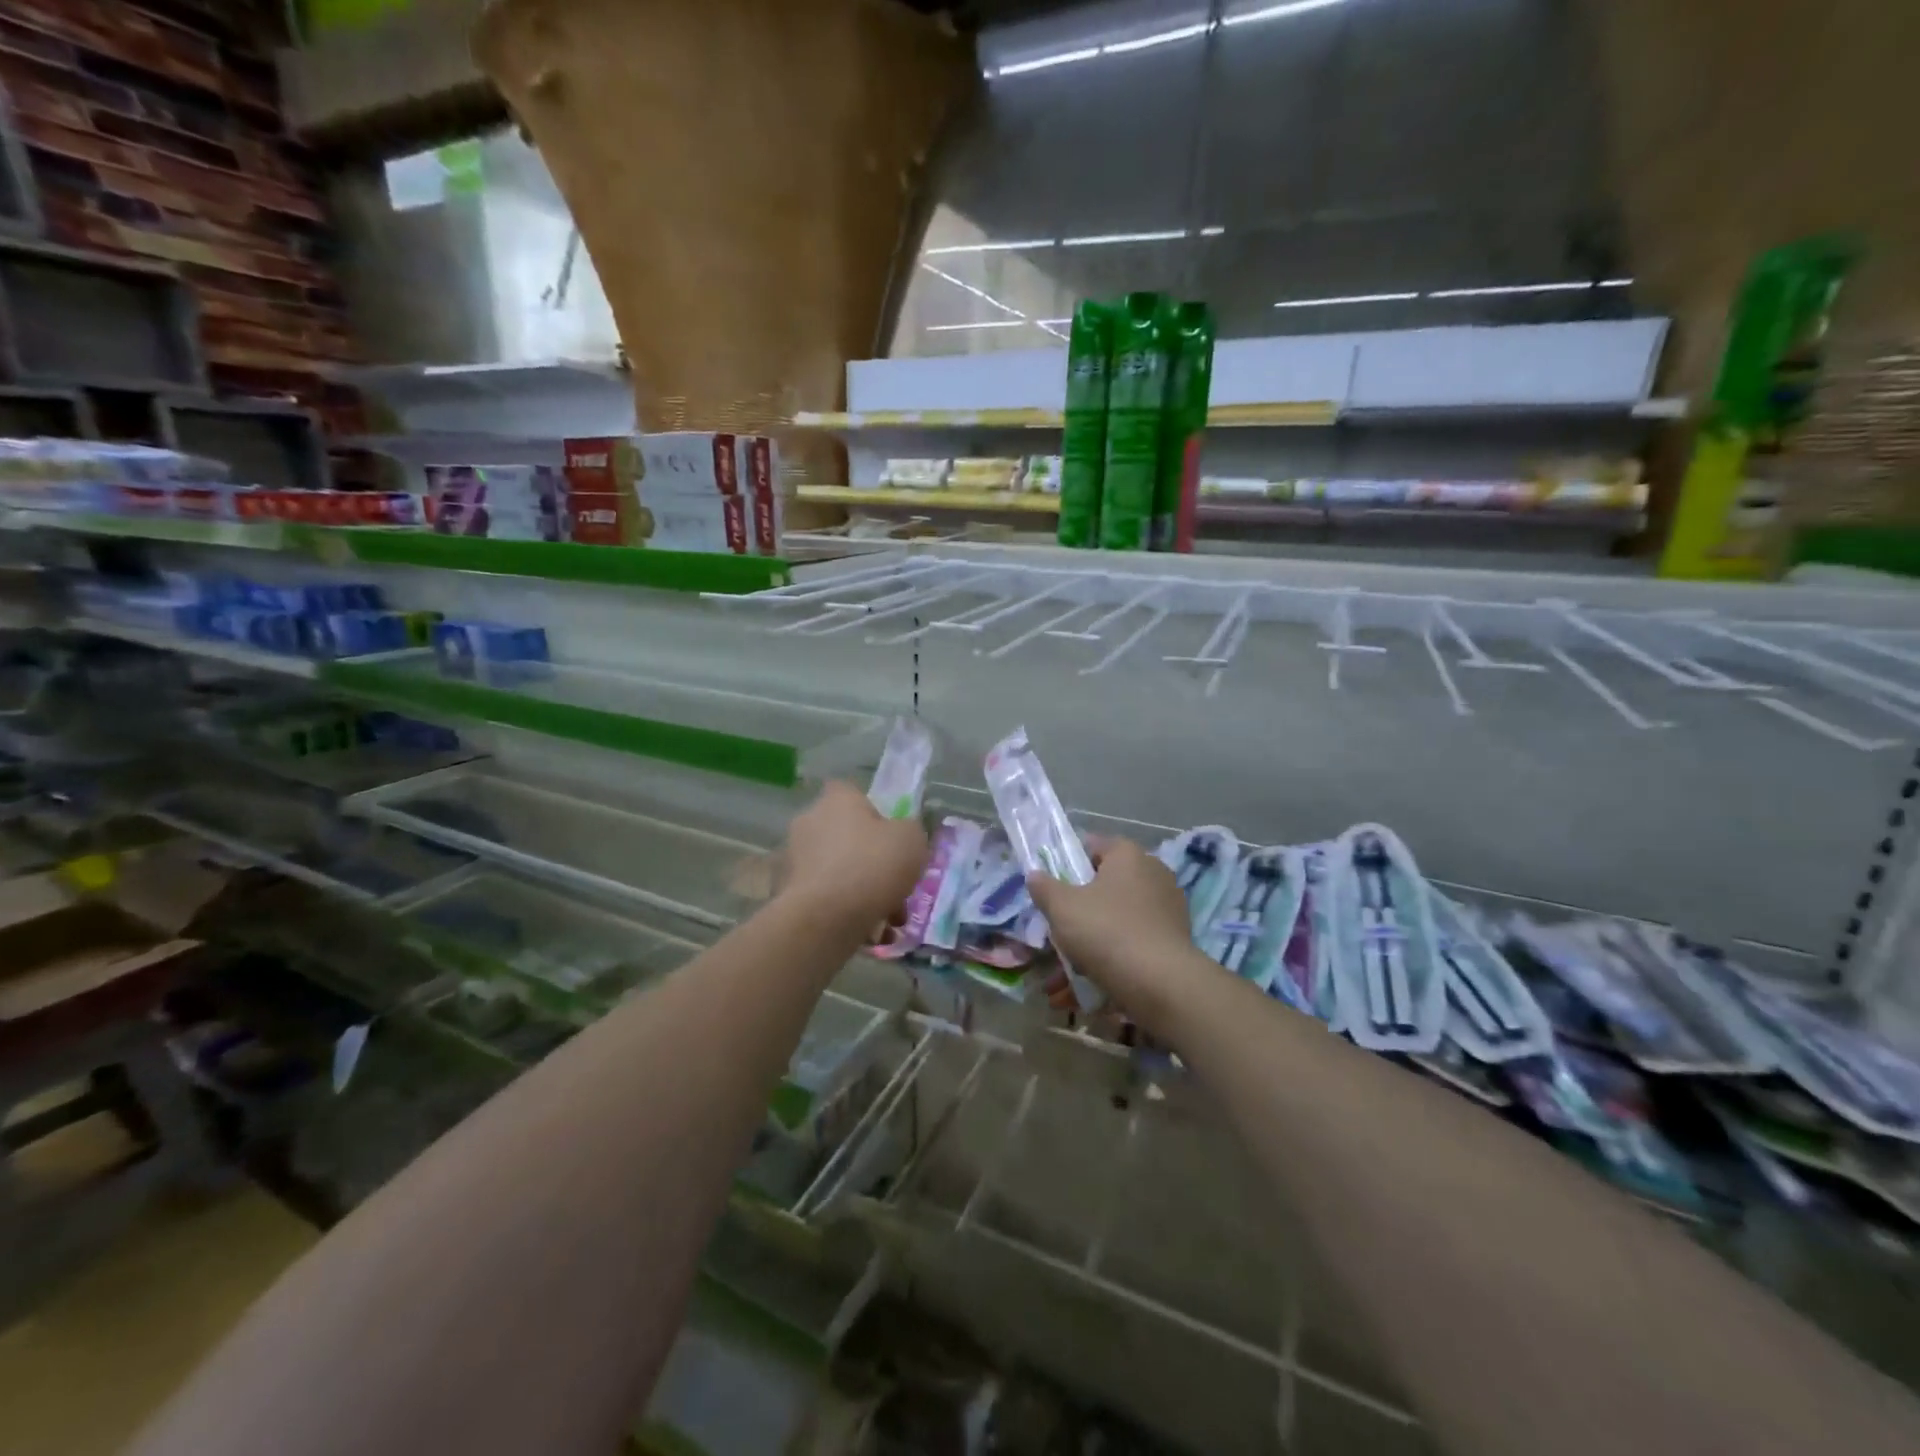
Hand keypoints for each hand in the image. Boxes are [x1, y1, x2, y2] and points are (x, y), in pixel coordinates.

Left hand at [780, 781, 929, 932]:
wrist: (826, 918)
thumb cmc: (873, 865)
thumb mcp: (912, 840)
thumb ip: (908, 832)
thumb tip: (900, 836)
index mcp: (837, 800)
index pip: (851, 793)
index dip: (873, 813)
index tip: (889, 837)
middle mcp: (810, 822)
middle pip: (846, 836)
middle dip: (871, 862)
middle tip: (896, 887)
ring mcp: (795, 858)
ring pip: (839, 872)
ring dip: (863, 893)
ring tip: (888, 924)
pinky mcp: (788, 893)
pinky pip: (826, 899)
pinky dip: (846, 913)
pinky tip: (869, 936)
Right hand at [1027, 836, 1212, 1038]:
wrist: (1160, 983)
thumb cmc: (1106, 931)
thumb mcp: (1062, 907)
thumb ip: (1044, 887)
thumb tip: (1035, 875)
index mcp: (1128, 855)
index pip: (1094, 845)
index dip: (1069, 862)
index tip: (1051, 886)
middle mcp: (1153, 872)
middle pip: (1106, 884)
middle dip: (1081, 908)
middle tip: (1058, 928)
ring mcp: (1168, 907)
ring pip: (1118, 918)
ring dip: (1093, 939)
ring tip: (1066, 971)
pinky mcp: (1175, 938)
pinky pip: (1134, 941)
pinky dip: (1113, 957)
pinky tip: (1089, 985)